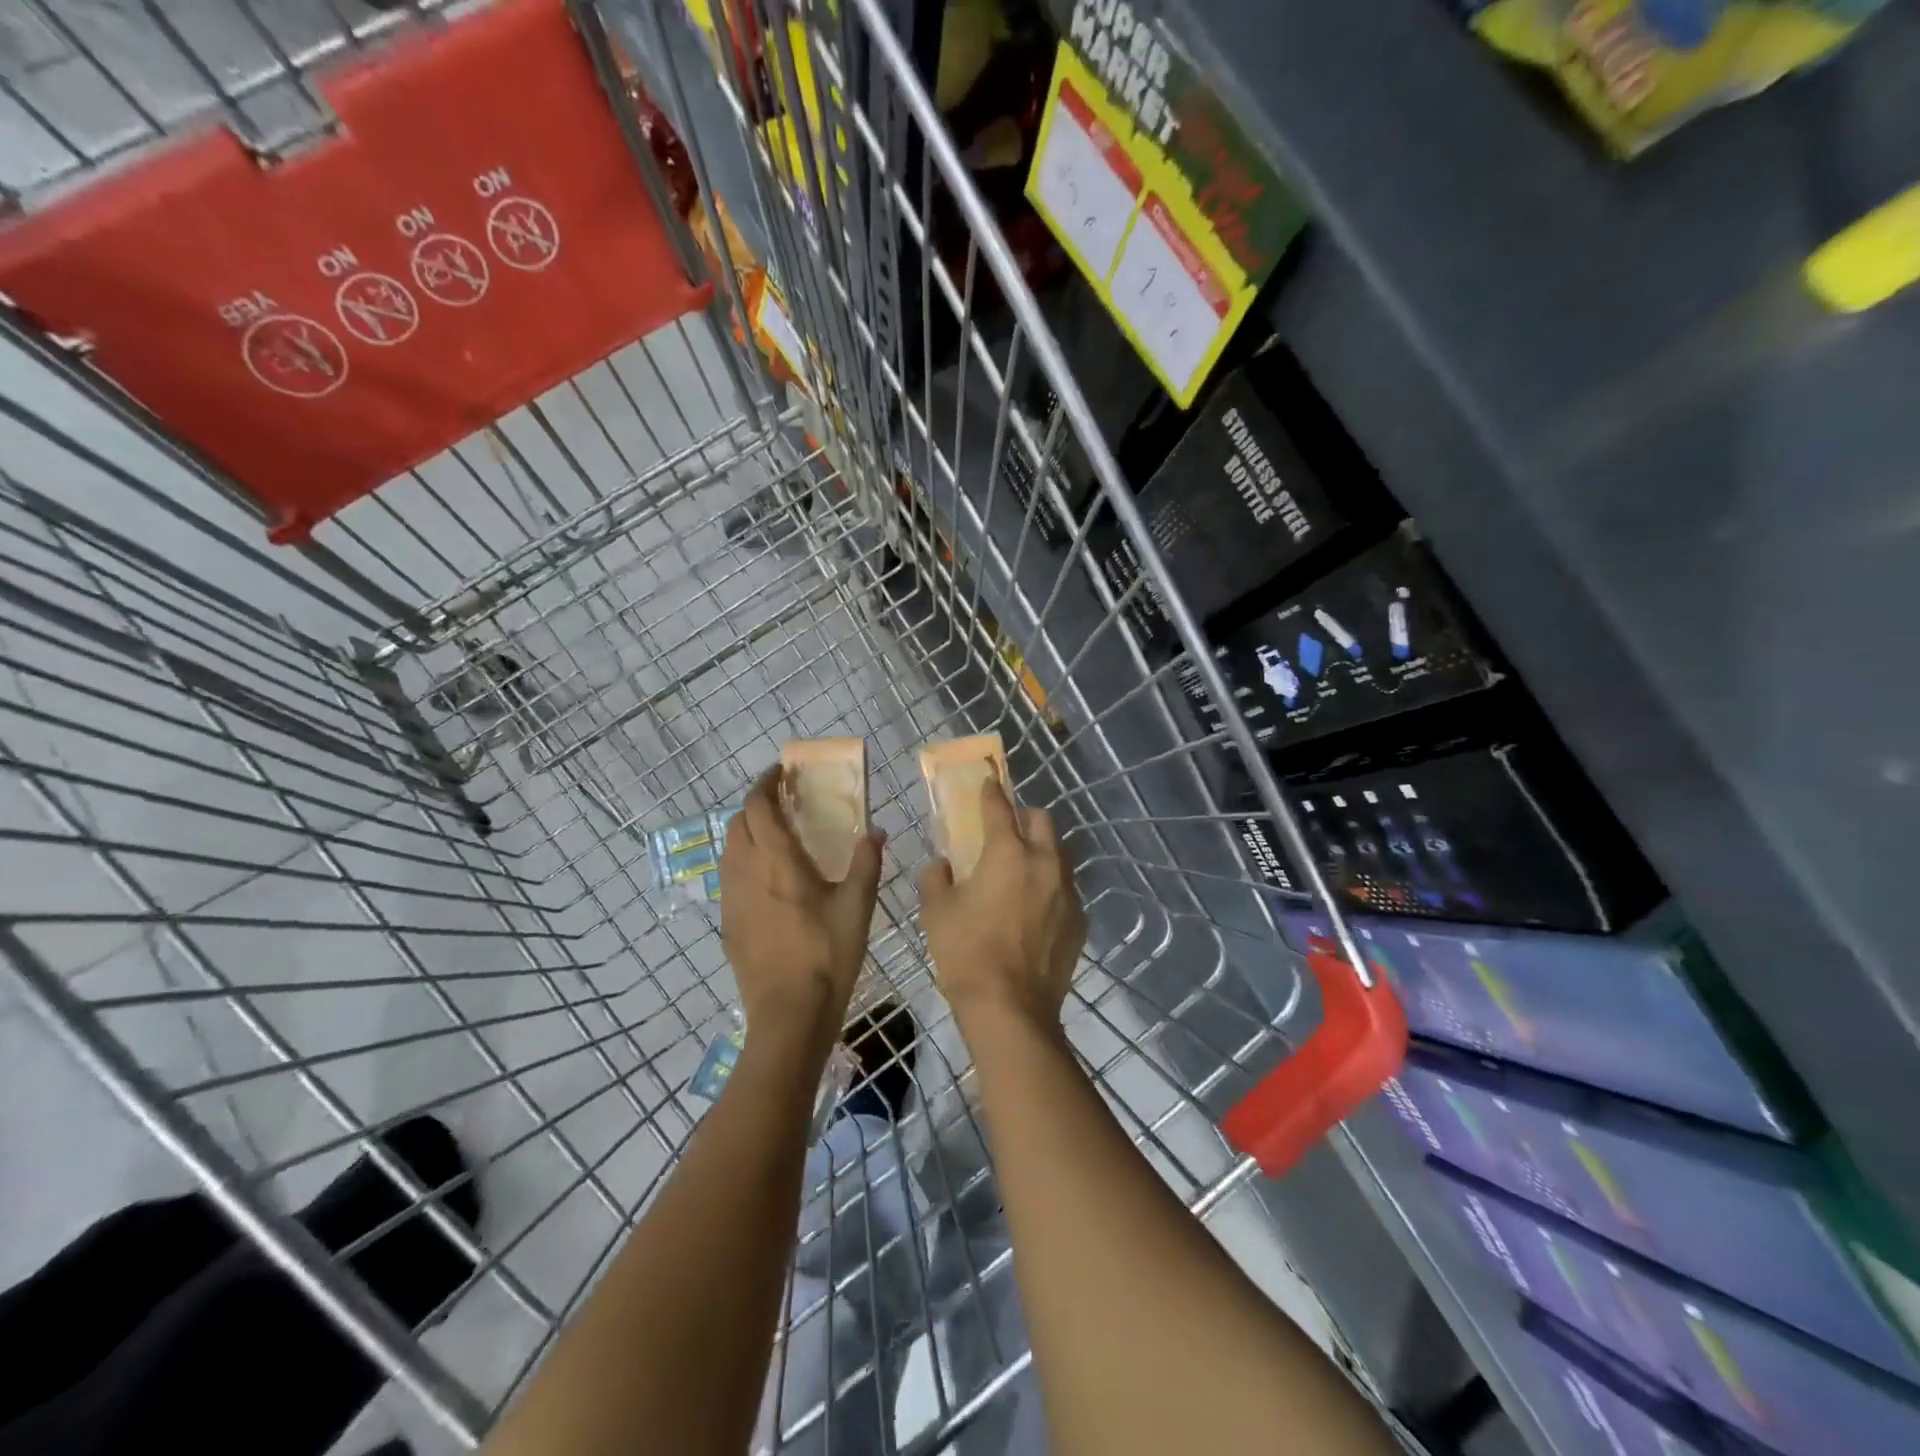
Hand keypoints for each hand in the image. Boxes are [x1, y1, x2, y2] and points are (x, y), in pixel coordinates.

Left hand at [721, 766, 883, 1040]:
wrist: (789, 1014)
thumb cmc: (827, 954)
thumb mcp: (858, 906)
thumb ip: (866, 862)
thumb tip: (875, 830)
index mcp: (777, 861)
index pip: (757, 807)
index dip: (765, 784)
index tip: (781, 774)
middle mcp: (746, 872)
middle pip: (736, 824)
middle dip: (755, 805)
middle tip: (782, 803)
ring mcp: (731, 899)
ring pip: (728, 850)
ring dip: (746, 832)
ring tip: (775, 836)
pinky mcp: (728, 924)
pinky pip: (729, 878)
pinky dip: (743, 861)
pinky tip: (767, 879)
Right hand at [919, 776, 1085, 1029]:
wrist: (1011, 1008)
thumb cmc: (967, 953)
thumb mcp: (937, 912)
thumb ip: (935, 878)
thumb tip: (940, 865)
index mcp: (1008, 854)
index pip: (1000, 808)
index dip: (991, 792)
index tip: (988, 781)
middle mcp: (1044, 863)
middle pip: (1042, 820)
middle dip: (1024, 817)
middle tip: (1006, 830)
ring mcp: (1067, 892)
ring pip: (1059, 854)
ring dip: (1041, 851)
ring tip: (1022, 871)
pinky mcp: (1079, 920)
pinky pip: (1066, 889)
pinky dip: (1050, 887)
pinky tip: (1035, 909)